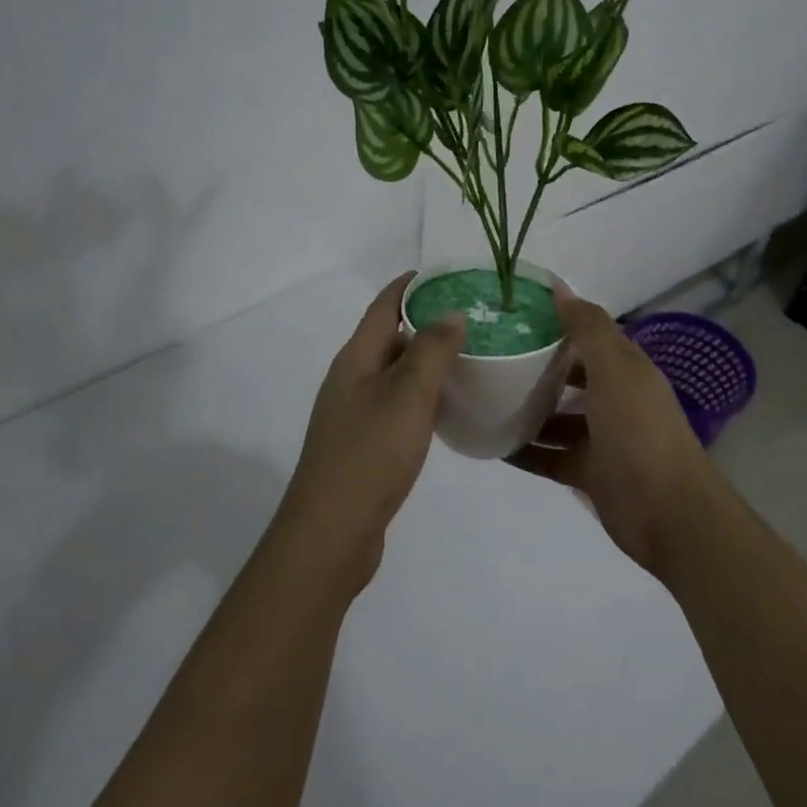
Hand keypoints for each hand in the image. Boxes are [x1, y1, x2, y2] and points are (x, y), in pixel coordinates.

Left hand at [278, 273, 465, 587]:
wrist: (331, 533)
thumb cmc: (370, 455)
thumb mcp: (408, 396)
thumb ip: (431, 350)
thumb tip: (451, 312)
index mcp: (355, 359)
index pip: (384, 305)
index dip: (412, 284)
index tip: (450, 273)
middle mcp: (351, 379)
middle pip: (390, 336)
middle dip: (428, 322)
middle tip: (475, 318)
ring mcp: (354, 414)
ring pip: (396, 373)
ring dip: (427, 361)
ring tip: (470, 357)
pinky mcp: (364, 444)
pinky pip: (397, 405)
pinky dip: (422, 396)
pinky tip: (447, 407)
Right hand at [507, 286, 724, 578]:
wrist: (668, 514)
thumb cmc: (640, 433)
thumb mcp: (615, 372)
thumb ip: (589, 329)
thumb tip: (560, 287)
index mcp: (626, 370)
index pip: (590, 336)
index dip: (558, 322)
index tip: (515, 313)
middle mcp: (615, 400)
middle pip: (571, 376)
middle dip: (537, 366)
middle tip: (491, 355)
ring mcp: (601, 439)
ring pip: (557, 418)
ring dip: (527, 410)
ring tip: (483, 398)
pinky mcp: (588, 473)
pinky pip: (549, 457)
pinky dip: (525, 451)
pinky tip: (491, 445)